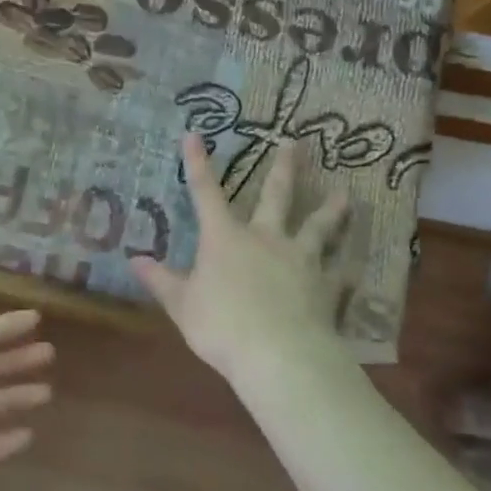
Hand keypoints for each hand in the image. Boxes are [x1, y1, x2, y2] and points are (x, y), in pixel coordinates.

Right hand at [132, 133, 354, 386]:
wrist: (279, 356)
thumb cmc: (221, 326)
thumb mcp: (181, 305)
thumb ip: (161, 281)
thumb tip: (134, 260)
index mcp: (225, 238)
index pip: (206, 193)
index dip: (198, 163)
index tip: (194, 134)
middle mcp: (265, 239)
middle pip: (276, 197)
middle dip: (284, 169)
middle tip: (296, 144)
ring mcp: (301, 260)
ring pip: (318, 227)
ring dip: (330, 209)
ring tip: (343, 193)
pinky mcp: (326, 287)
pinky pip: (340, 272)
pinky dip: (347, 266)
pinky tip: (357, 263)